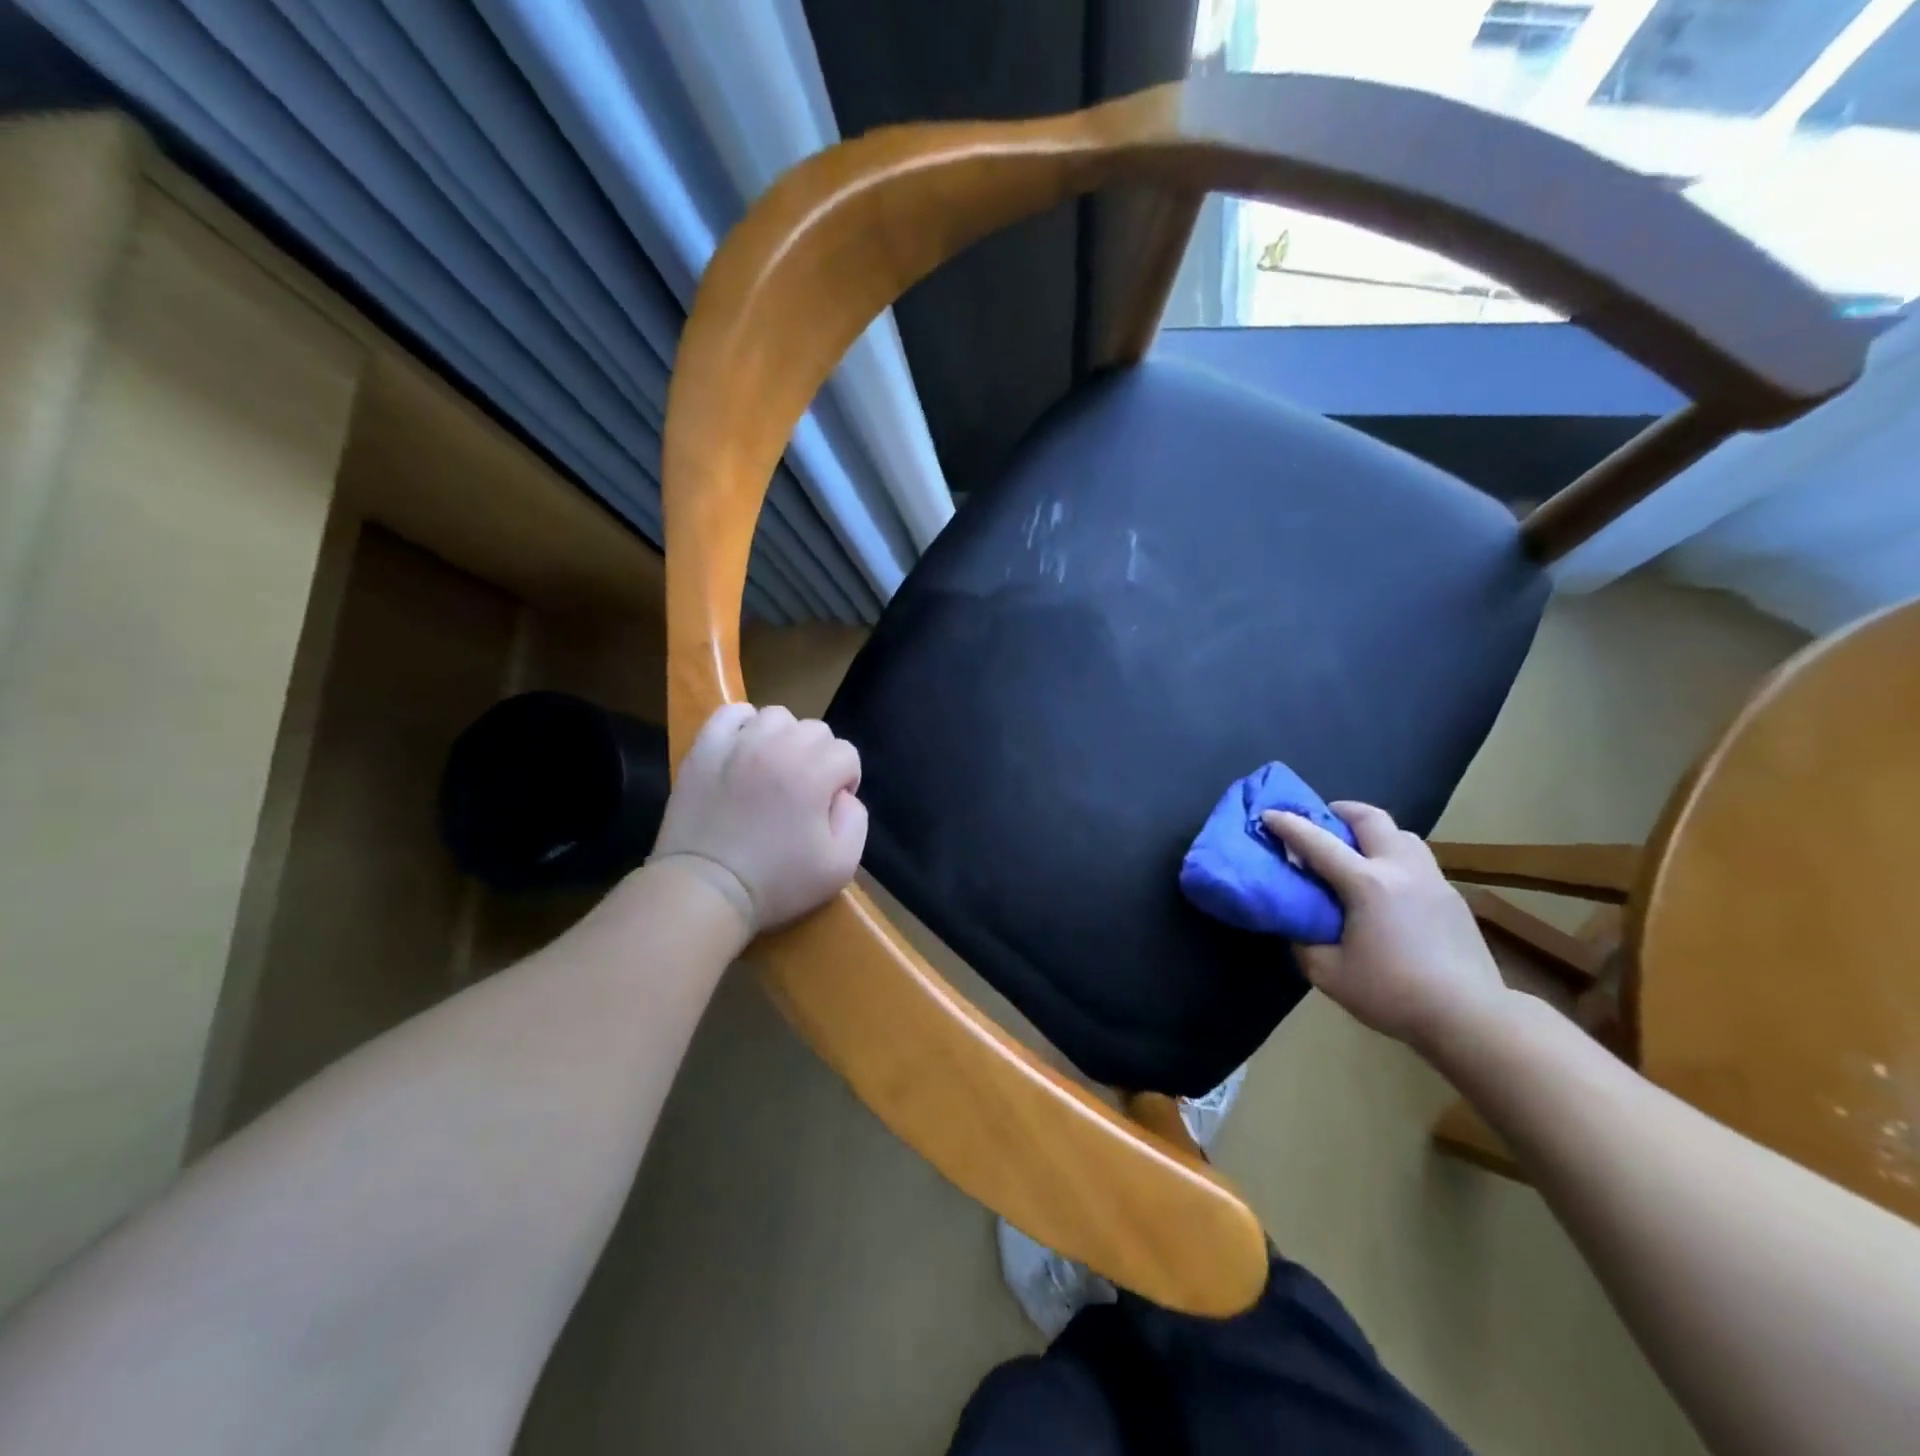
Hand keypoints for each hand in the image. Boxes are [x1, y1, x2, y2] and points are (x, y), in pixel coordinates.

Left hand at [650, 703, 866, 935]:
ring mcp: (738, 744)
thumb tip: (844, 795)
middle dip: (820, 757)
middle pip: (816, 730)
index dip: (846, 780)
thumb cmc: (776, 883)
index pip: (847, 753)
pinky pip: (731, 713)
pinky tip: (745, 747)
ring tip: (774, 767)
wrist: (705, 891)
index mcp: (813, 773)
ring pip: (777, 716)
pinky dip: (744, 723)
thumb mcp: (841, 866)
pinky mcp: (705, 748)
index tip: (829, 809)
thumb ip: (857, 821)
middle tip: (804, 790)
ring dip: (785, 737)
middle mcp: (778, 747)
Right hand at [1263, 802, 1507, 1055]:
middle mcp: (1401, 869)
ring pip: (1402, 835)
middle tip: (1322, 820)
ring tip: (1358, 851)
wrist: (1470, 1017)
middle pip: (1372, 819)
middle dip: (1341, 811)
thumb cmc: (1392, 994)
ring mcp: (1432, 880)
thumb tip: (1297, 925)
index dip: (1288, 825)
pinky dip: (1395, 858)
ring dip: (1374, 832)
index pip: (1318, 842)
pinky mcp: (1452, 898)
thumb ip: (1304, 942)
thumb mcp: (1328, 974)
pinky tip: (1388, 886)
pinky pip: (1418, 861)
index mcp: (1366, 884)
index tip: (1268, 814)